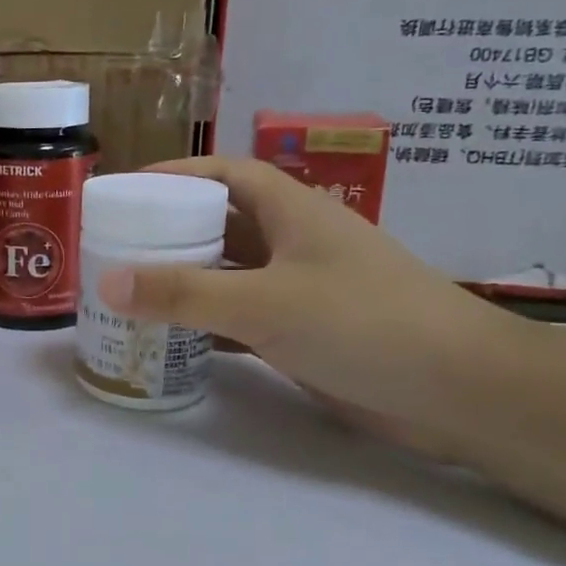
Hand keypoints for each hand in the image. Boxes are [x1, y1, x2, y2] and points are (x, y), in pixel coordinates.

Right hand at [95, 157, 517, 432]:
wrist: (459, 392)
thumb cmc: (363, 323)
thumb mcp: (265, 302)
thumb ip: (184, 293)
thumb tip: (107, 280)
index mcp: (293, 212)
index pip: (228, 174)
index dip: (180, 173)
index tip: (131, 188)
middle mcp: (295, 244)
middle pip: (222, 223)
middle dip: (172, 230)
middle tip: (116, 245)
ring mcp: (301, 290)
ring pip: (230, 274)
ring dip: (187, 279)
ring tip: (130, 289)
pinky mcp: (304, 333)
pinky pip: (241, 318)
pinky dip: (207, 323)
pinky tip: (171, 336)